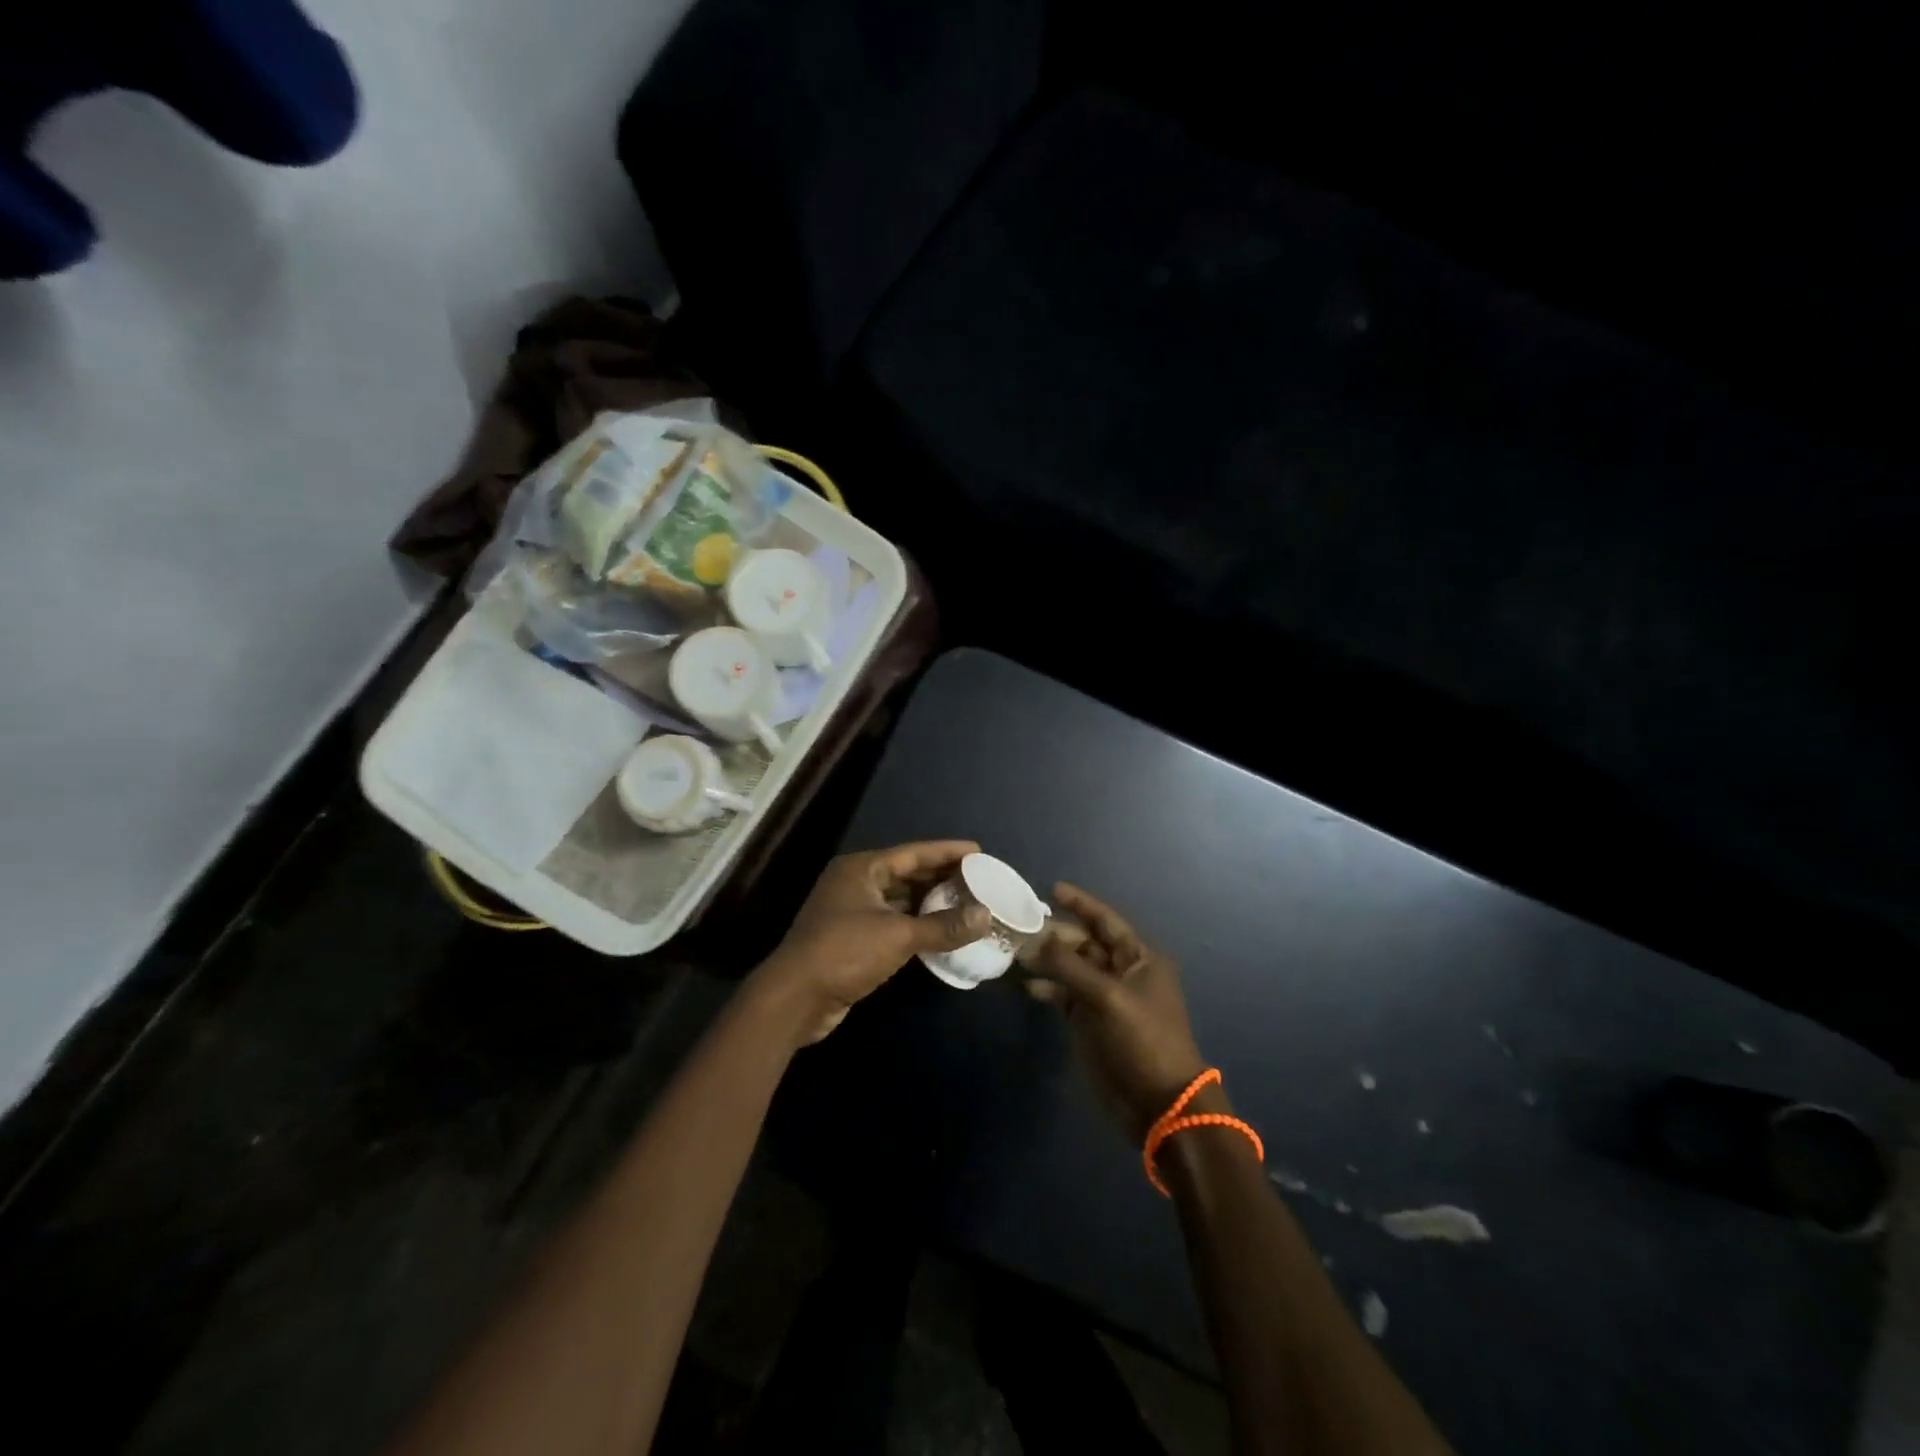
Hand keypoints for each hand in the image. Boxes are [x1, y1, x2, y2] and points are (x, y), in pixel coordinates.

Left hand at [754, 840, 989, 1043]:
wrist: (795, 999)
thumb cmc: (845, 952)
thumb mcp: (898, 935)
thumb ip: (943, 925)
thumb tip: (986, 916)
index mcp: (862, 869)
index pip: (913, 853)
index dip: (947, 852)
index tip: (978, 851)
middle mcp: (855, 883)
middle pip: (906, 874)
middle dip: (941, 877)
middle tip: (978, 879)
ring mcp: (851, 912)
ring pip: (899, 900)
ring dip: (930, 902)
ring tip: (966, 903)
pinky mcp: (851, 939)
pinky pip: (892, 923)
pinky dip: (916, 924)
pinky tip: (940, 931)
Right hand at [1026, 883, 1209, 1139]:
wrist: (1159, 1104)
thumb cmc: (1143, 1041)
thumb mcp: (1108, 998)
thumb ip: (1071, 967)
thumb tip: (1036, 941)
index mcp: (1139, 959)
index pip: (1106, 922)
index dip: (1081, 904)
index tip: (1052, 889)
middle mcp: (1122, 972)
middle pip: (1085, 944)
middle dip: (1055, 935)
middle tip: (1020, 927)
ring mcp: (1105, 998)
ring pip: (1072, 969)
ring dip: (1047, 961)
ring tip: (1016, 954)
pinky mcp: (1090, 1022)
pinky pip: (1065, 996)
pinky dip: (1048, 989)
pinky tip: (1026, 986)